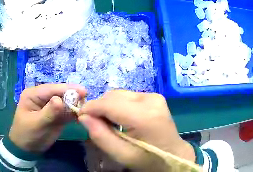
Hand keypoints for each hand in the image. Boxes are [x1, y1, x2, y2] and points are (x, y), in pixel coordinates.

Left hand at [9, 84, 85, 152]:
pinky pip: (69, 111)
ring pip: (68, 102)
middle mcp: (43, 97)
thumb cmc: (27, 134)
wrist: (27, 149)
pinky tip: (82, 117)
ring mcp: (51, 105)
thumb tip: (60, 100)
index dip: (68, 89)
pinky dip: (76, 113)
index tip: (84, 92)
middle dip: (74, 97)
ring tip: (86, 112)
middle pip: (62, 93)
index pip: (52, 88)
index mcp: (34, 94)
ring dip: (77, 105)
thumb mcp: (37, 123)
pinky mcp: (58, 114)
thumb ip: (49, 112)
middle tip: (87, 104)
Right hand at [78, 90, 194, 170]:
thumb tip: (83, 117)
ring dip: (108, 106)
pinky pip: (128, 96)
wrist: (173, 153)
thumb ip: (100, 136)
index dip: (90, 108)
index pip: (108, 103)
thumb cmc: (147, 159)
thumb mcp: (121, 154)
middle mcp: (150, 100)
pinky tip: (121, 119)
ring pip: (119, 94)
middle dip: (99, 108)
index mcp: (144, 116)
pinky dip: (119, 105)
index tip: (80, 118)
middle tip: (95, 124)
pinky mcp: (154, 97)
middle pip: (113, 96)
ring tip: (109, 123)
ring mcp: (154, 96)